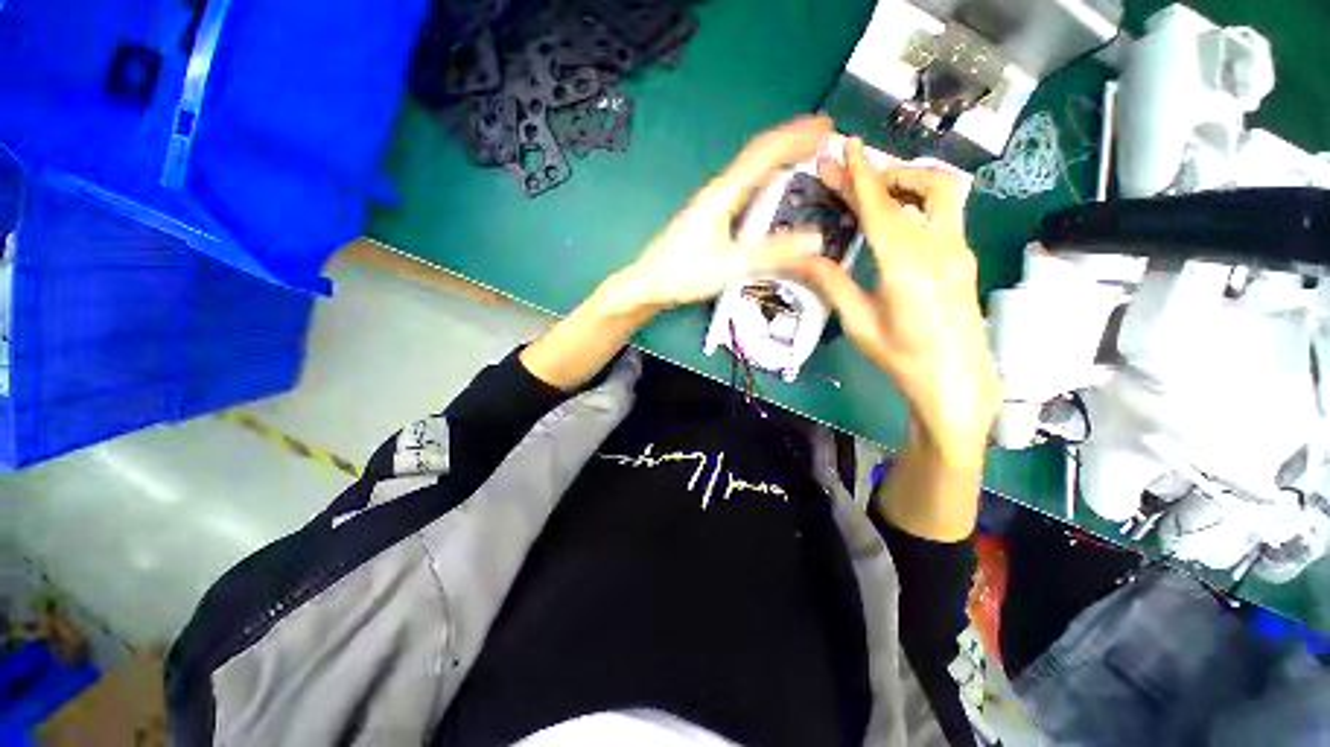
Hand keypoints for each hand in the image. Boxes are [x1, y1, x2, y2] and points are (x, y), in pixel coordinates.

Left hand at [601, 116, 831, 313]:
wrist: (649, 283)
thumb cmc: (683, 272)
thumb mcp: (730, 264)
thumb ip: (771, 253)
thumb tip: (815, 240)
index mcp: (723, 194)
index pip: (763, 154)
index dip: (796, 137)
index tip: (825, 126)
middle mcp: (719, 192)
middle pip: (758, 156)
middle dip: (791, 143)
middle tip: (823, 139)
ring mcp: (713, 205)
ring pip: (751, 173)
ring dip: (780, 161)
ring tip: (805, 158)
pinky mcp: (711, 219)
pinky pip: (745, 191)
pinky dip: (766, 183)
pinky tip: (773, 193)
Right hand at [799, 138, 1000, 464]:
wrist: (955, 381)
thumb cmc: (902, 357)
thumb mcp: (859, 322)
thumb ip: (832, 282)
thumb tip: (798, 257)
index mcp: (906, 265)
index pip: (881, 207)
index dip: (860, 175)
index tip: (844, 147)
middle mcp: (940, 247)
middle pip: (922, 186)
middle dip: (883, 171)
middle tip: (848, 170)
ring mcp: (959, 250)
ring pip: (942, 193)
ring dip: (908, 181)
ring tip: (874, 191)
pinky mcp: (964, 258)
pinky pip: (945, 213)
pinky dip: (918, 201)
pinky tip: (897, 218)